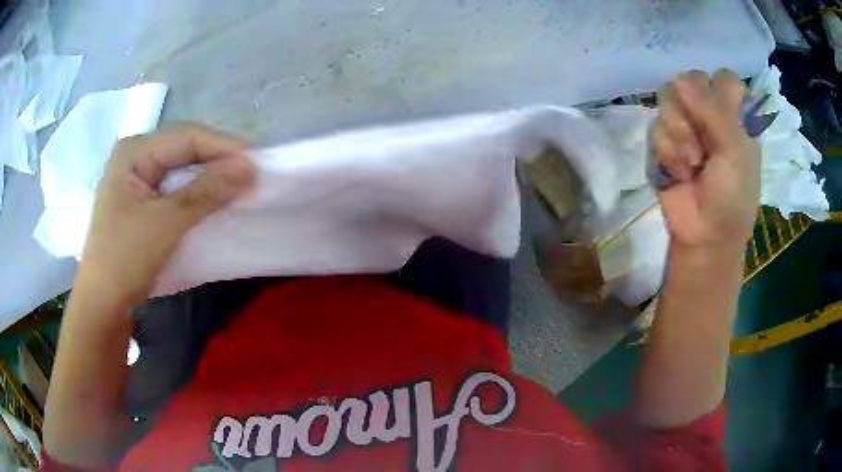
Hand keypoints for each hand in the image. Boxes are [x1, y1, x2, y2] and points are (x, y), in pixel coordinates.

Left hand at [77, 124, 254, 305]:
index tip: (257, 165)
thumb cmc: (125, 259)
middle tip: (250, 175)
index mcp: (134, 151)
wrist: (103, 303)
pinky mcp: (141, 199)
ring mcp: (137, 177)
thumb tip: (250, 168)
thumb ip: (206, 191)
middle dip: (218, 160)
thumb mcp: (166, 223)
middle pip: (184, 147)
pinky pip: (175, 185)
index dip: (224, 148)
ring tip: (237, 184)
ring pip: (181, 166)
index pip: (187, 137)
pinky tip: (213, 197)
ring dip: (209, 176)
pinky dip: (196, 191)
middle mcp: (135, 156)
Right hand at [653, 69, 760, 255]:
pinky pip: (654, 127)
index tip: (721, 117)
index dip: (718, 93)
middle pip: (688, 81)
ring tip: (693, 164)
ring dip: (679, 135)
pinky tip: (680, 174)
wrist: (706, 236)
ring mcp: (684, 125)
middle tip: (704, 142)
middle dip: (693, 113)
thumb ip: (715, 111)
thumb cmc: (732, 197)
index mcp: (735, 115)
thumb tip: (679, 79)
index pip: (723, 78)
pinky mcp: (663, 141)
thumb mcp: (736, 152)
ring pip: (667, 100)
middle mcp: (709, 113)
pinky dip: (667, 153)